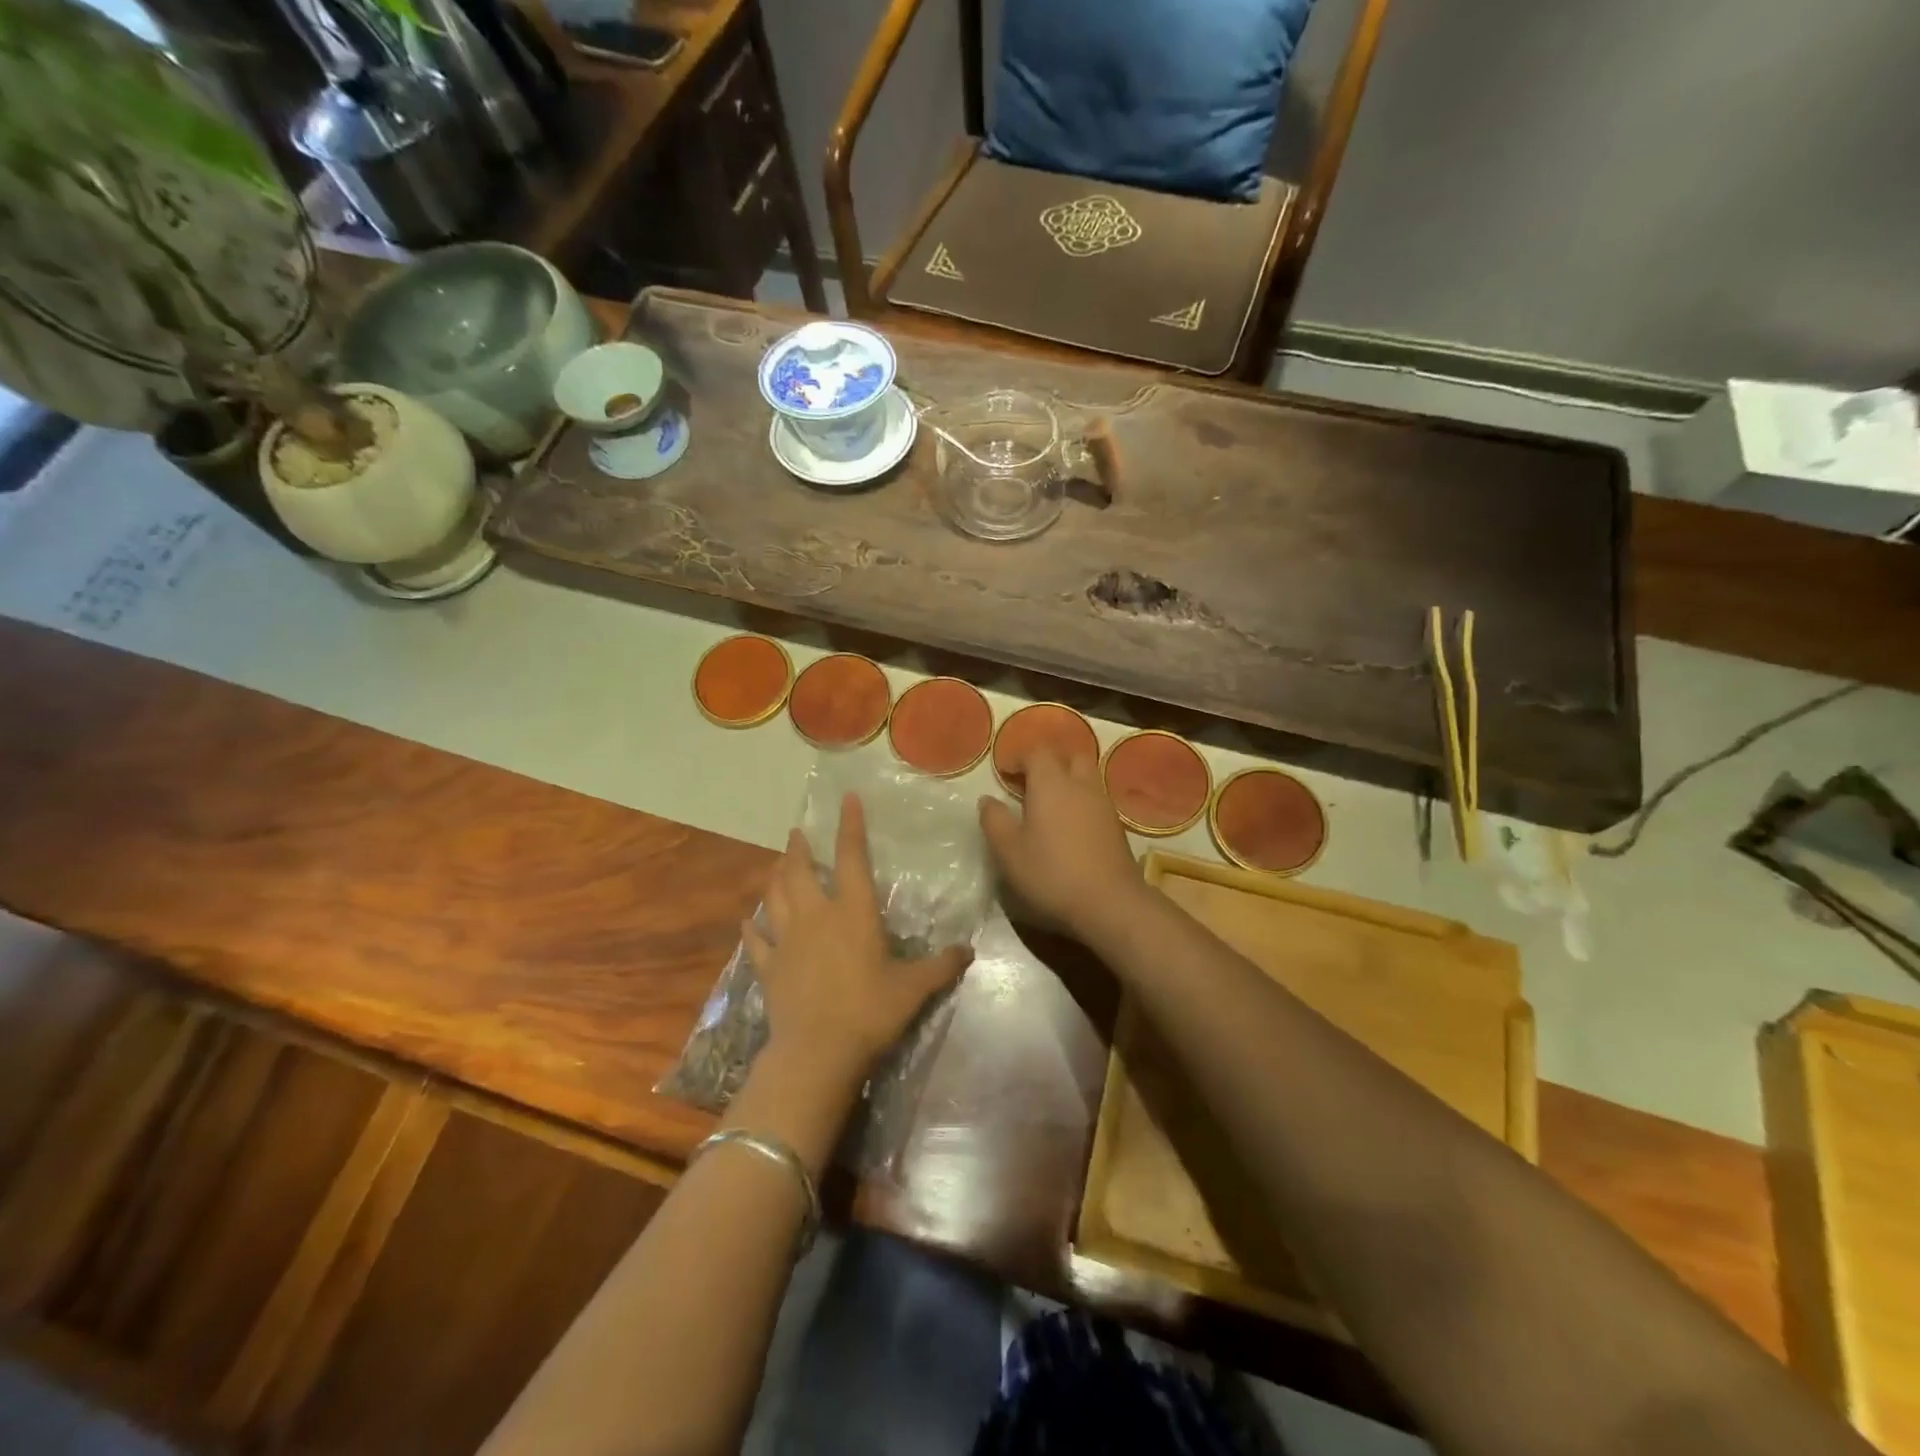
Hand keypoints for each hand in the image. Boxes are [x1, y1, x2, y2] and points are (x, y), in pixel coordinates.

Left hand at [743, 793, 973, 1087]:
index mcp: (853, 913)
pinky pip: (757, 942)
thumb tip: (970, 951)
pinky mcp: (769, 968)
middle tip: (797, 833)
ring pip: (774, 898)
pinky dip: (752, 929)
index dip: (850, 827)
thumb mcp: (914, 988)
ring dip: (775, 878)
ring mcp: (787, 941)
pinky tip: (748, 923)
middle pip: (800, 872)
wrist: (818, 1052)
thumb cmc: (870, 1011)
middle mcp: (816, 917)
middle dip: (798, 849)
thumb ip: (942, 966)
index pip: (852, 858)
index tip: (847, 799)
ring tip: (777, 865)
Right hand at [978, 744, 1143, 941]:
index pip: (1037, 752)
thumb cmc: (1051, 873)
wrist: (1110, 902)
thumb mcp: (1008, 851)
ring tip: (1048, 805)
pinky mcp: (1116, 825)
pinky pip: (1095, 799)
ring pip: (1086, 776)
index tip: (1004, 772)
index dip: (1018, 757)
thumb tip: (987, 800)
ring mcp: (1103, 804)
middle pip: (1068, 756)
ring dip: (1067, 781)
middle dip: (1048, 762)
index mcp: (1051, 783)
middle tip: (1029, 782)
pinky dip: (1080, 801)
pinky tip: (1069, 826)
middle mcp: (1081, 784)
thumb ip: (995, 820)